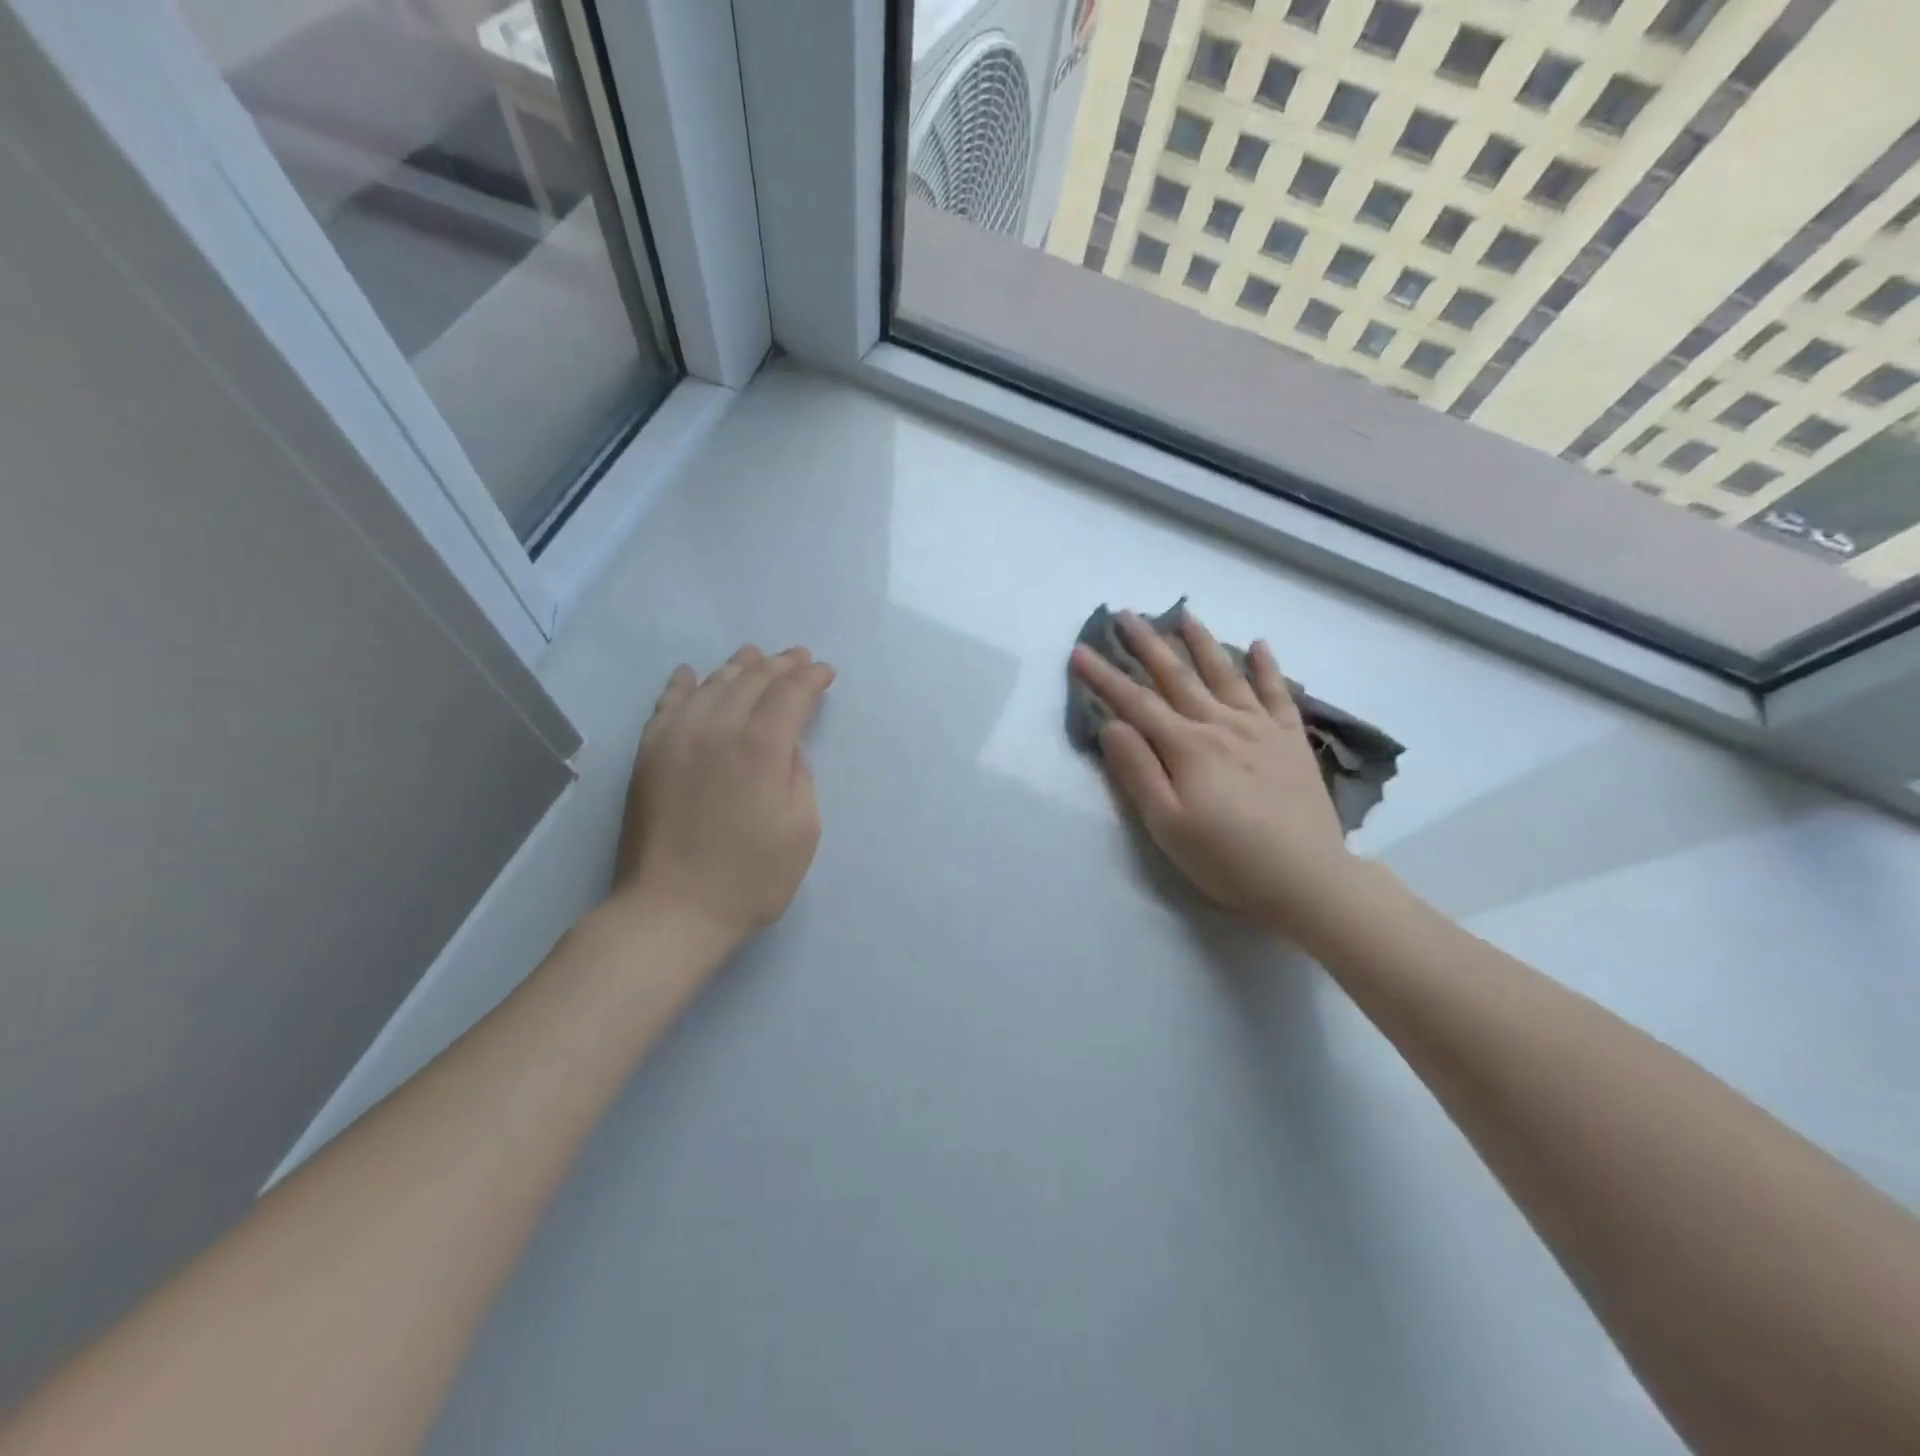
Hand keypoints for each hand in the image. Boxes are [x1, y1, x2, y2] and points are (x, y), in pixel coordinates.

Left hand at [614, 645, 834, 949]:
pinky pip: (666, 706)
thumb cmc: (750, 878)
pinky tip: (690, 673)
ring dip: (737, 667)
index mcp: (761, 748)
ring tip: (754, 654)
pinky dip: (681, 685)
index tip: (826, 673)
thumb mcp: (802, 830)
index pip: (790, 694)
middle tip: (798, 657)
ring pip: (710, 685)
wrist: (671, 910)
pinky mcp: (648, 755)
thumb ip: (799, 776)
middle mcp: (717, 730)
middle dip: (780, 665)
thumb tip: (785, 747)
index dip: (811, 679)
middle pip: (752, 681)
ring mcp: (676, 739)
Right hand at [1071, 611, 1353, 931]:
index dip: (1104, 677)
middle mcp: (1221, 725)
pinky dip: (1267, 667)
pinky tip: (1259, 645)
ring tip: (1183, 614)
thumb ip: (1137, 771)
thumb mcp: (1167, 824)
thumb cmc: (1227, 858)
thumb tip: (1112, 725)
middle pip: (1177, 676)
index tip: (1080, 650)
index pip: (1135, 703)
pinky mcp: (1291, 740)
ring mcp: (1261, 728)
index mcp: (1187, 746)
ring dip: (1201, 642)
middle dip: (1147, 644)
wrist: (1307, 877)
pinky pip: (1278, 693)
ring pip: (1225, 674)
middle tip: (1124, 614)